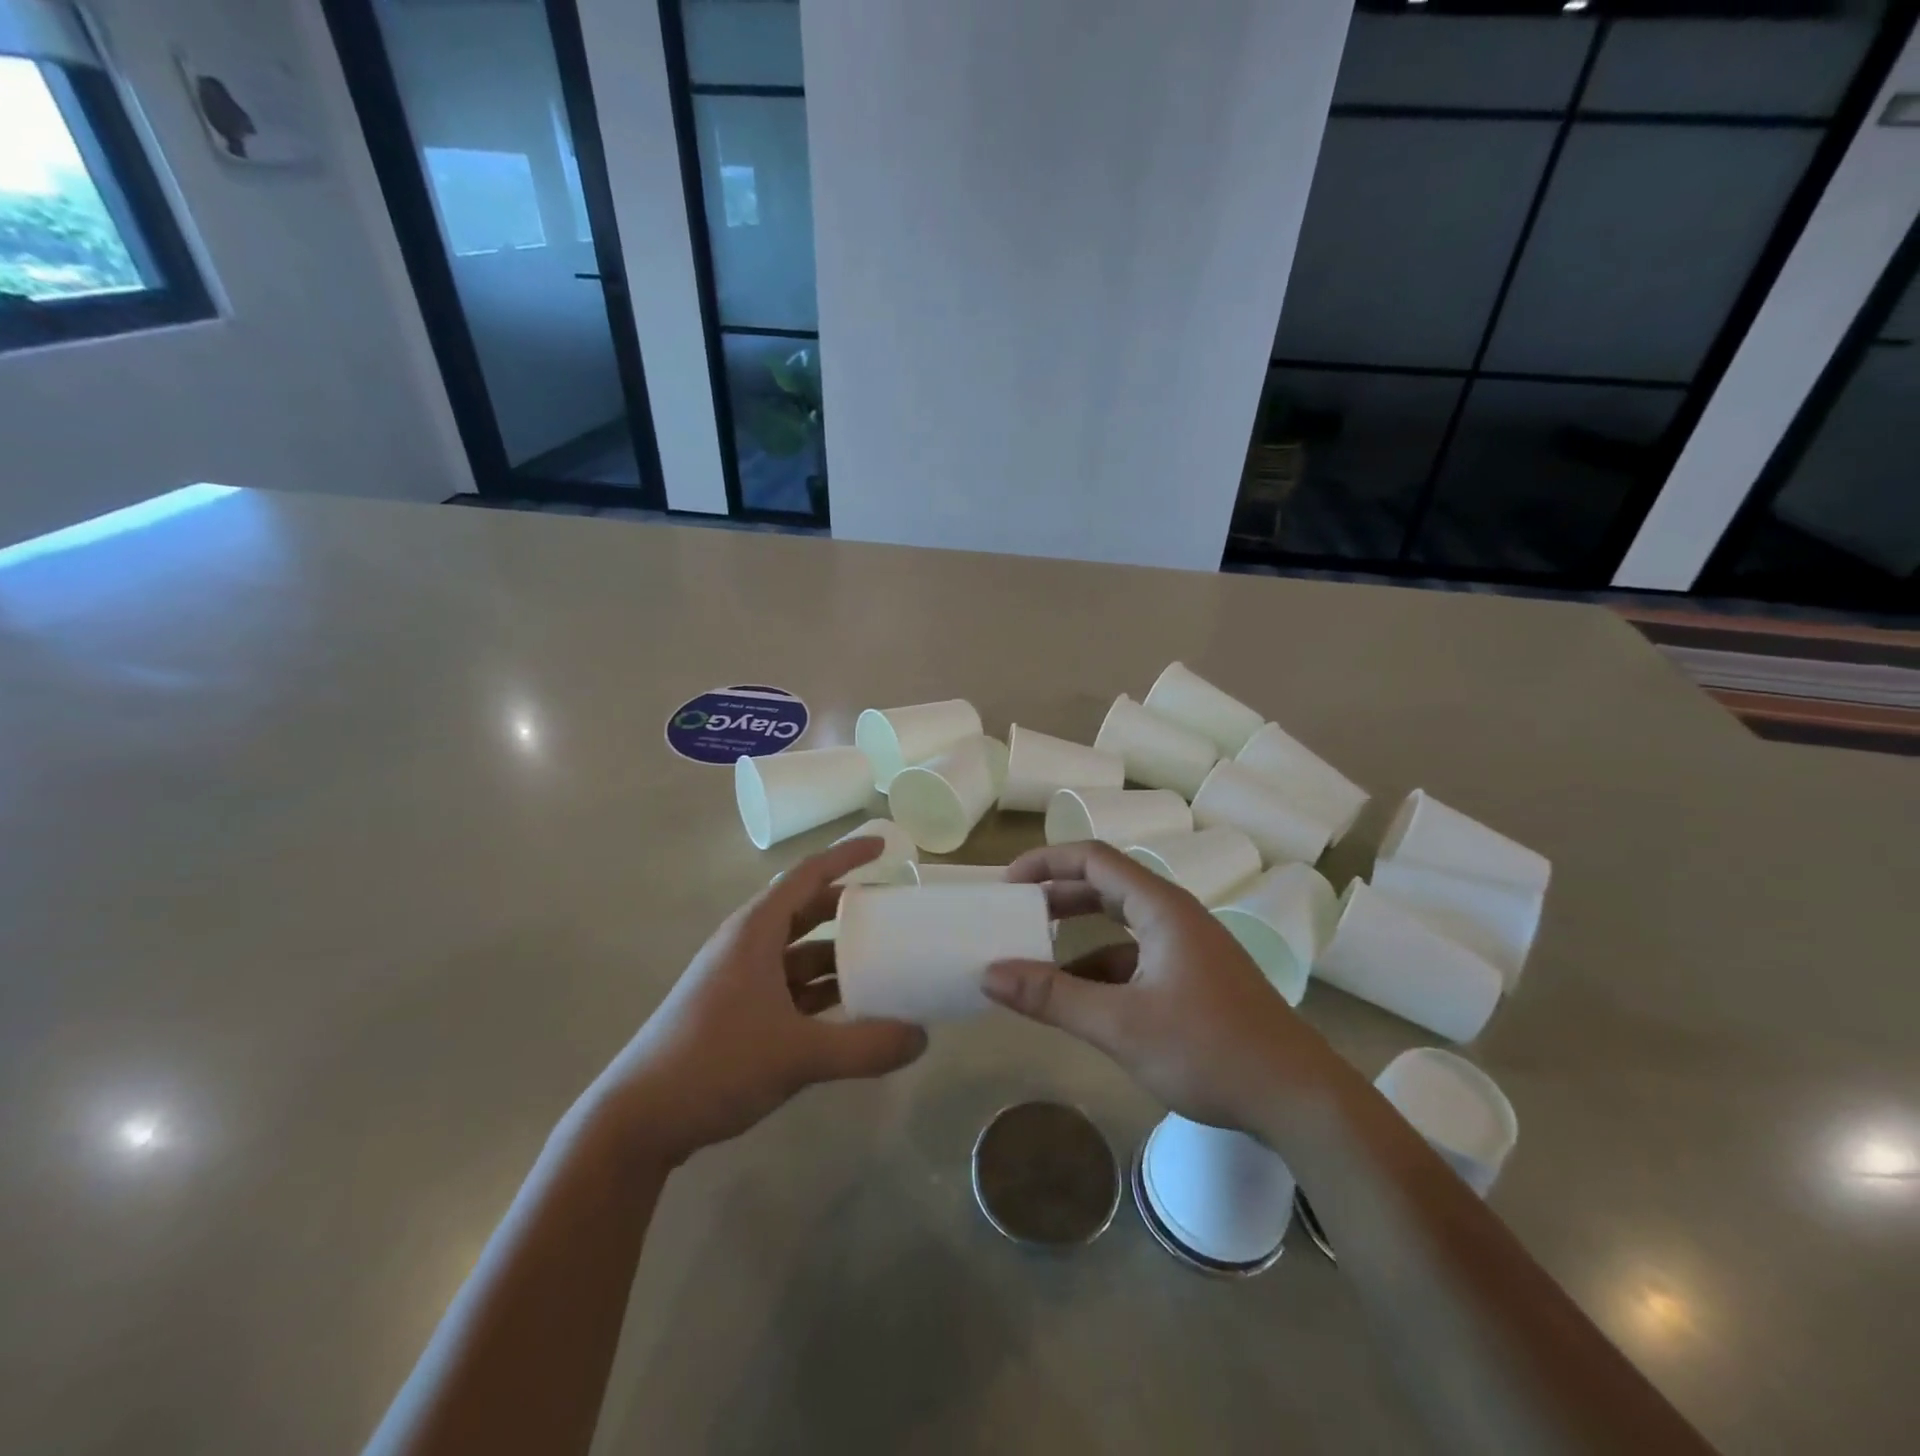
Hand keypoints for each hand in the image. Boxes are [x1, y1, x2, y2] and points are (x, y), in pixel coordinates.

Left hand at [589, 837, 927, 1166]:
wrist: (638, 1121)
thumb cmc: (714, 1063)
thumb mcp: (797, 1055)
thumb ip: (864, 1047)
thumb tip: (922, 1038)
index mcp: (755, 931)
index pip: (808, 875)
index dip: (847, 856)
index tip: (885, 848)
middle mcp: (747, 946)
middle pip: (805, 910)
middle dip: (849, 906)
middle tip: (892, 909)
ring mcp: (740, 980)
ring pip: (799, 952)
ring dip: (837, 954)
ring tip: (882, 959)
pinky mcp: (737, 1012)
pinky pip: (790, 986)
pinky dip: (822, 990)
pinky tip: (850, 1009)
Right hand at [983, 841, 1338, 1130]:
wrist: (1298, 1099)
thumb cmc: (1209, 1050)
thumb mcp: (1121, 1025)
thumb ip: (1053, 998)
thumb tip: (989, 976)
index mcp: (1161, 908)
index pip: (1094, 858)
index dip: (1046, 862)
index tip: (1008, 883)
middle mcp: (1175, 916)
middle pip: (1106, 887)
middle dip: (1057, 898)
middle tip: (1015, 915)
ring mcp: (1188, 949)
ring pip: (1120, 928)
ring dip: (1078, 941)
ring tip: (1036, 964)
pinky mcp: (1194, 980)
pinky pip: (1137, 960)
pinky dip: (1102, 972)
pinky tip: (1080, 1003)